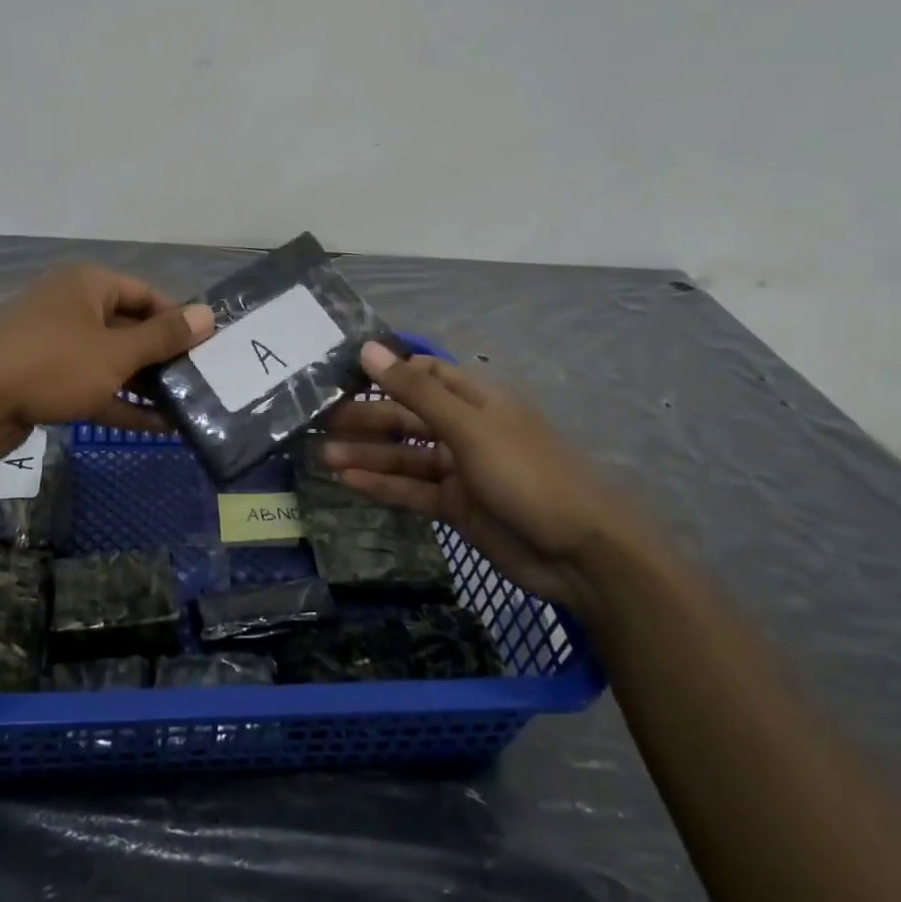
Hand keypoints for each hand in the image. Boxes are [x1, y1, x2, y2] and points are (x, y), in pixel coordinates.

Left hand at [0, 264, 214, 469]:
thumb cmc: (52, 364)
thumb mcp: (117, 352)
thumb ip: (163, 337)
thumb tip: (208, 314)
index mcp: (88, 284)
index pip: (147, 294)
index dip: (179, 319)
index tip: (208, 347)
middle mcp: (72, 306)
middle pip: (129, 327)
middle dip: (163, 356)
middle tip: (200, 380)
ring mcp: (55, 344)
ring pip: (110, 360)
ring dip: (144, 383)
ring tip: (185, 406)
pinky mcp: (43, 379)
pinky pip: (91, 384)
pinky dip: (118, 401)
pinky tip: (155, 425)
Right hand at [321, 343, 647, 612]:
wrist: (581, 553)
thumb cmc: (527, 473)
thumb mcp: (469, 427)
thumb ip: (415, 391)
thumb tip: (367, 348)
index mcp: (474, 398)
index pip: (422, 373)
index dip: (385, 371)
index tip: (341, 372)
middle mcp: (464, 428)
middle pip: (407, 415)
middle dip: (366, 416)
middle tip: (319, 418)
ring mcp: (460, 468)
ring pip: (404, 454)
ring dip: (367, 453)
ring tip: (322, 453)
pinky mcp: (456, 506)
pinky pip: (411, 489)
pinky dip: (381, 484)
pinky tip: (347, 481)